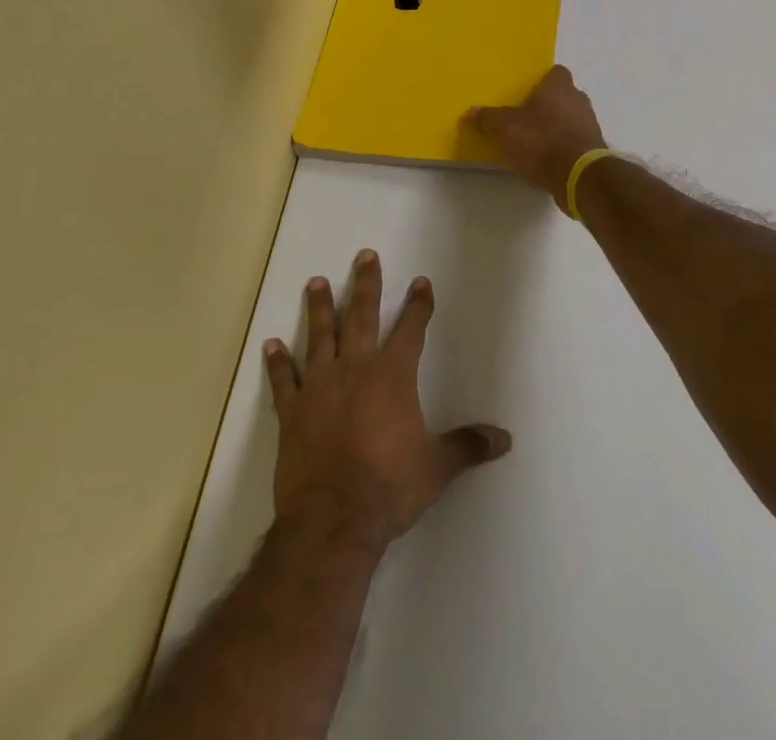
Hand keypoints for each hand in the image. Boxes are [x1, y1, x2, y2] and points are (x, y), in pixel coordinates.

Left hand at [263, 250, 511, 550]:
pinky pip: (284, 381)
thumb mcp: (437, 467)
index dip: (418, 304)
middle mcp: (356, 369)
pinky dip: (278, 363)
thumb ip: (467, 446)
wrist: (333, 519)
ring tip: (316, 282)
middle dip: (366, 284)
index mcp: (393, 375)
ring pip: (320, 336)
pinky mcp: (292, 412)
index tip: (421, 282)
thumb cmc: (389, 487)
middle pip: (362, 316)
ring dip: (319, 308)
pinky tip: (271, 344)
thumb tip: (504, 439)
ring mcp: (320, 387)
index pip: (411, 329)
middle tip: (365, 256)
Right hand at [466, 65, 606, 203]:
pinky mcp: (594, 149)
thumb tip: (471, 112)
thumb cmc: (541, 141)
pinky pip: (575, 141)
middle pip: (563, 96)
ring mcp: (590, 124)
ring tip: (535, 141)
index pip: (556, 72)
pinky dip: (563, 147)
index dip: (543, 80)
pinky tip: (547, 160)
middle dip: (547, 105)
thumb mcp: (504, 129)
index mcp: (559, 87)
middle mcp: (579, 100)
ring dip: (556, 127)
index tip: (527, 91)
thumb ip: (488, 119)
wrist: (578, 176)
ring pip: (571, 118)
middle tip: (526, 117)